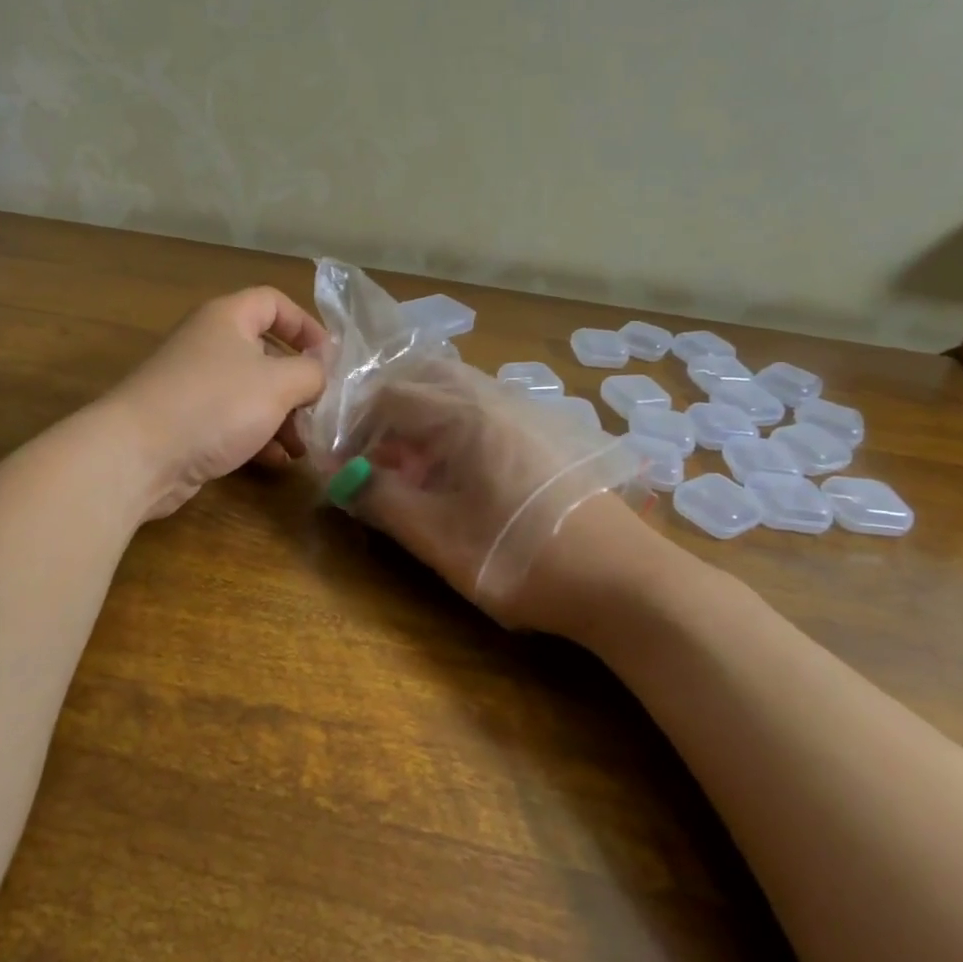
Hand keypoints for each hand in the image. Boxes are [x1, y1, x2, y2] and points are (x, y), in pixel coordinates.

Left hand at [103, 286, 328, 520]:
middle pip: (266, 353)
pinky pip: (232, 422)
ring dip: (283, 417)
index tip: (330, 358)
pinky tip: (278, 461)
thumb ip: (311, 373)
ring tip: (304, 446)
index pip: (273, 303)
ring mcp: (195, 385)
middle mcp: (209, 345)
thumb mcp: (277, 384)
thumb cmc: (215, 405)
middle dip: (298, 384)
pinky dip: (258, 437)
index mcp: (227, 319)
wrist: (138, 455)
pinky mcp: (187, 423)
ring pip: (252, 393)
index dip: (305, 325)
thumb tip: (321, 371)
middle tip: (322, 410)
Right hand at [329, 360, 655, 627]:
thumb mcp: (439, 537)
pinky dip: (450, 432)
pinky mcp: (543, 436)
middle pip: (424, 380)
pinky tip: (452, 478)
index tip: (337, 459)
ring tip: (405, 469)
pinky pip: (481, 414)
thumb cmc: (523, 558)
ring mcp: (525, 414)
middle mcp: (494, 400)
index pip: (389, 394)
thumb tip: (340, 475)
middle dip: (385, 411)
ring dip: (418, 421)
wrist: (625, 582)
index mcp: (464, 415)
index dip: (353, 422)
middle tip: (367, 454)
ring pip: (455, 395)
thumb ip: (383, 500)